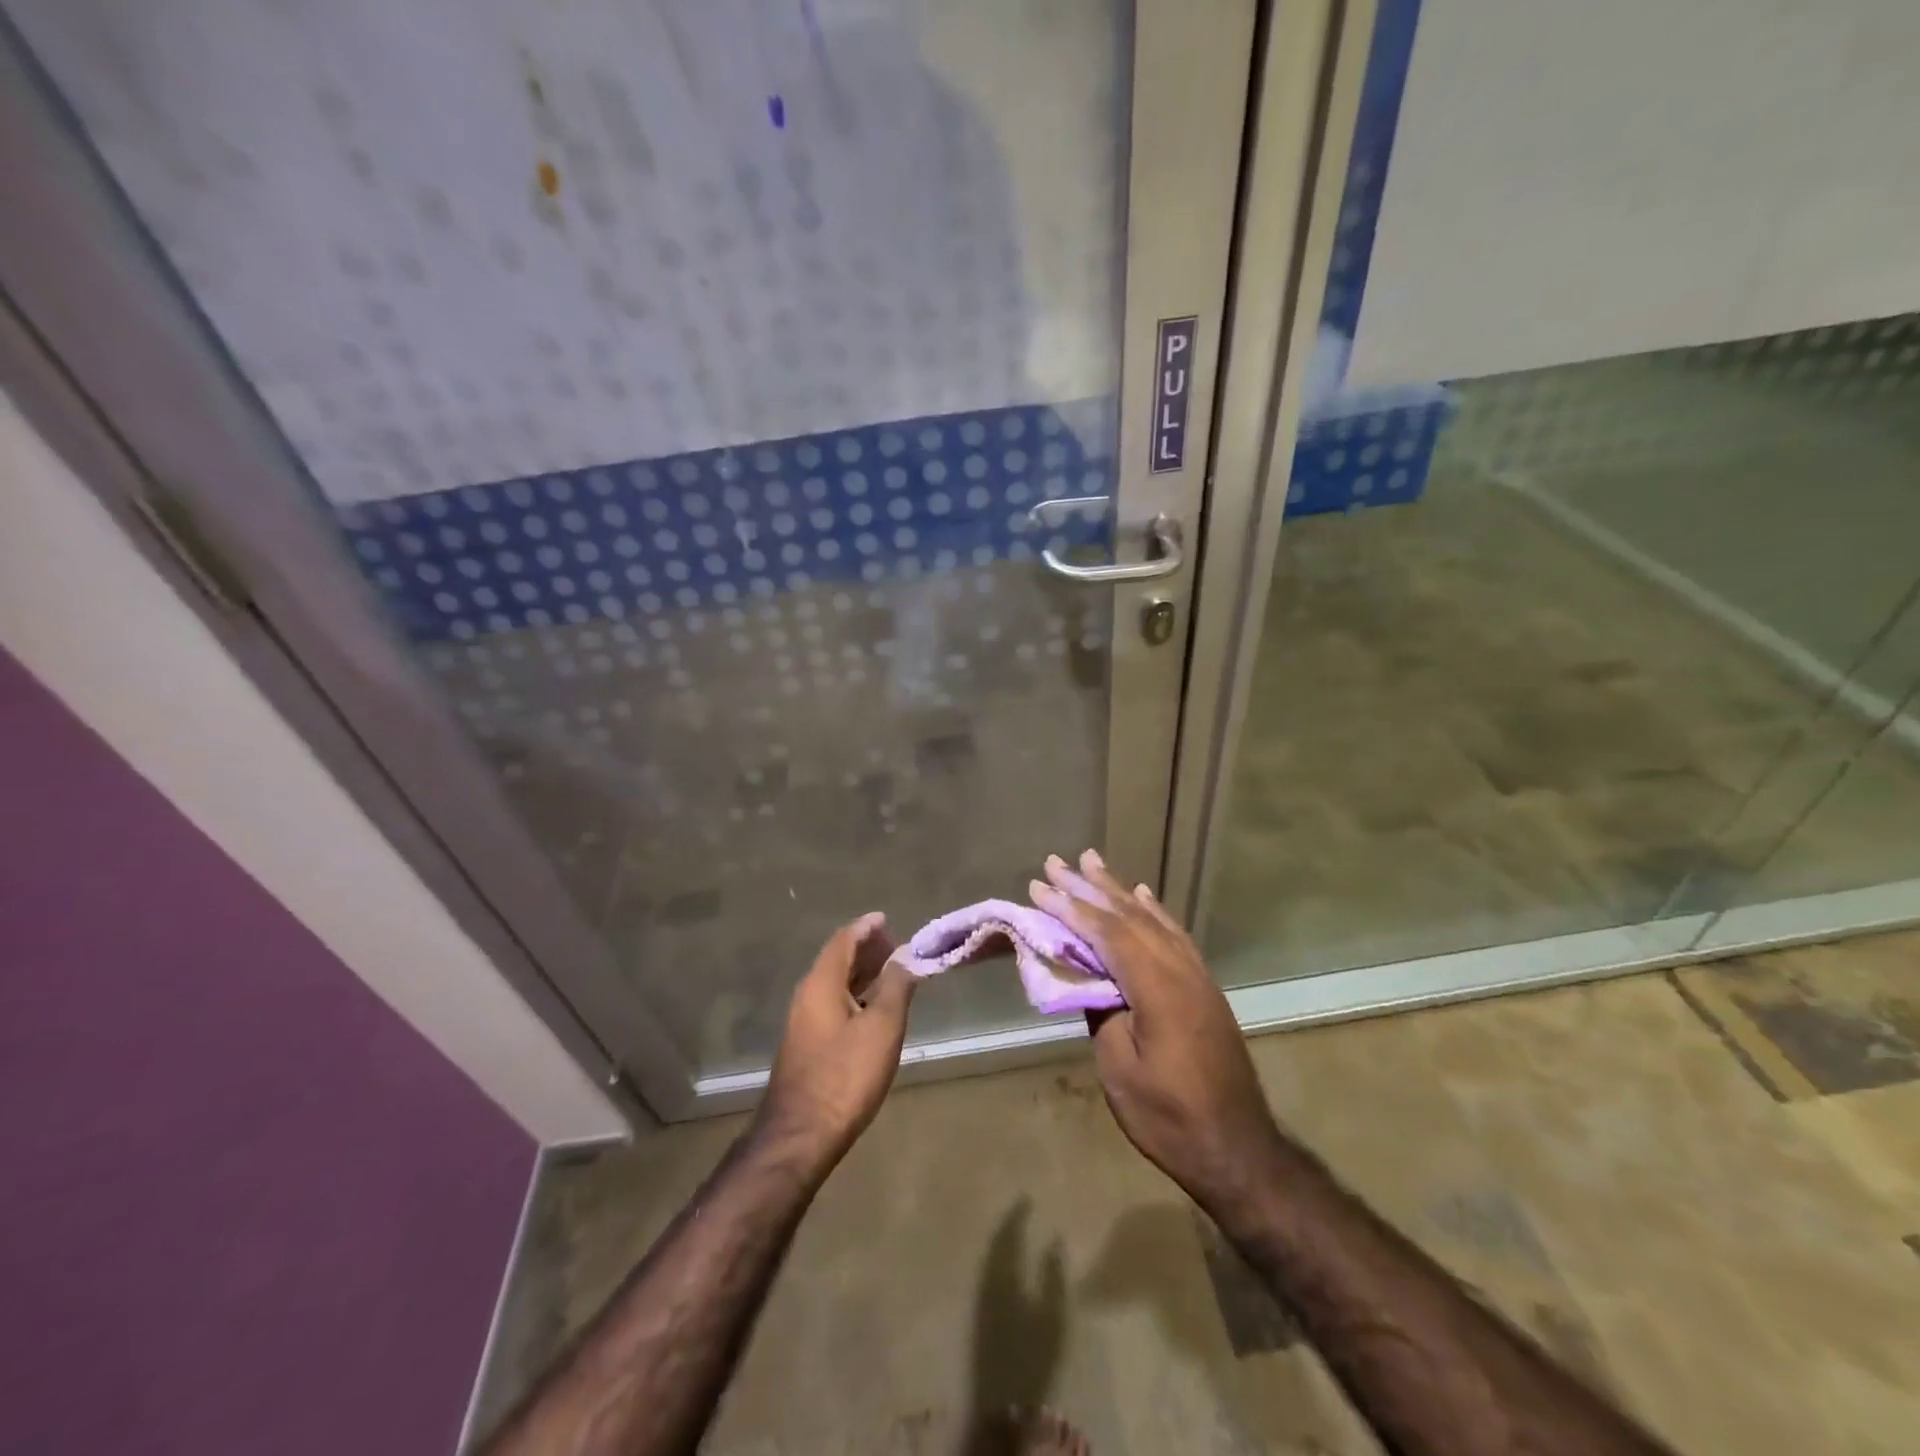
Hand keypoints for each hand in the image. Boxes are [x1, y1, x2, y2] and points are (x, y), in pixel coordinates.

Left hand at [757, 913, 917, 1171]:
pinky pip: (832, 1003)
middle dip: (866, 949)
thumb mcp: (882, 1027)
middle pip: (837, 959)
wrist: (801, 1135)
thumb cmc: (845, 1075)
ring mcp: (803, 1021)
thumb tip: (906, 954)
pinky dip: (854, 995)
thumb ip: (896, 986)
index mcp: (821, 983)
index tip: (887, 919)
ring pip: (834, 983)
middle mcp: (807, 995)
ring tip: (892, 973)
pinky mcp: (806, 1044)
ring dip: (861, 973)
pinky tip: (873, 1009)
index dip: (866, 927)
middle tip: (896, 947)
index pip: (844, 940)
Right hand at [1030, 852, 1282, 1216]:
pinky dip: (1154, 911)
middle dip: (1090, 887)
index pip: (1108, 935)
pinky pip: (1175, 936)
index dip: (1071, 909)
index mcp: (1159, 990)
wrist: (1238, 1151)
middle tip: (1058, 862)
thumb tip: (1090, 978)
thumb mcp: (1121, 1071)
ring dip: (1119, 890)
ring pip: (1152, 920)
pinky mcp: (1205, 989)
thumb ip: (1102, 1013)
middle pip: (1130, 917)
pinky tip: (1142, 896)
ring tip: (1093, 863)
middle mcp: (1181, 971)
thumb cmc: (1170, 1119)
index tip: (1039, 886)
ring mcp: (1197, 978)